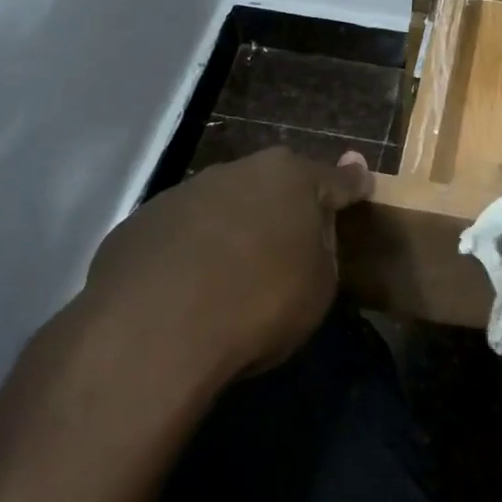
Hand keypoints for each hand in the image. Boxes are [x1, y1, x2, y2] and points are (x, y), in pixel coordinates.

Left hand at [71, 148, 373, 394]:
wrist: (155, 330)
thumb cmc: (259, 303)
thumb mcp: (319, 286)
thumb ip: (322, 249)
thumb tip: (310, 234)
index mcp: (292, 179)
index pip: (336, 179)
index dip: (352, 183)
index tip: (361, 177)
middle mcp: (239, 171)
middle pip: (273, 185)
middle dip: (284, 206)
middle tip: (290, 240)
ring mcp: (184, 192)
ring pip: (223, 204)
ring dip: (233, 227)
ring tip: (232, 271)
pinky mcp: (140, 222)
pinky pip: (181, 233)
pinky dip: (190, 250)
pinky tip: (186, 287)